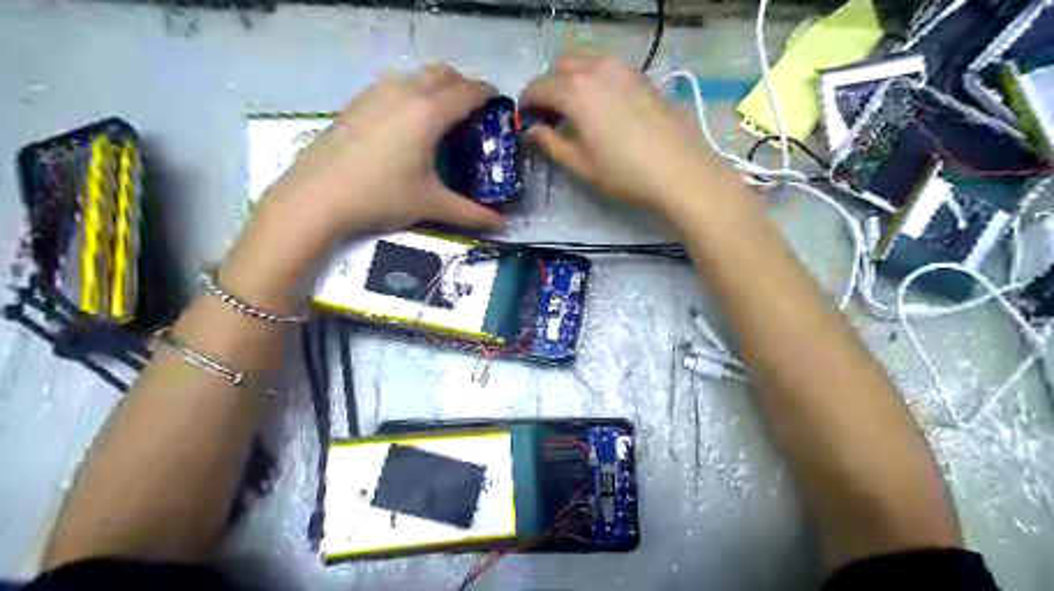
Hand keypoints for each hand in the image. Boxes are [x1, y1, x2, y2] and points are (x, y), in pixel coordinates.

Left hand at [263, 62, 505, 238]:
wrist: (317, 196)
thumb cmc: (381, 196)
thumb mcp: (430, 205)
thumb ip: (470, 214)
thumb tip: (500, 225)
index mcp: (428, 113)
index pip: (467, 92)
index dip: (486, 94)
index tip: (498, 103)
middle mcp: (404, 93)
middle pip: (442, 73)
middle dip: (462, 84)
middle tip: (472, 110)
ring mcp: (376, 93)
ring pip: (415, 75)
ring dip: (435, 85)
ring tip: (441, 114)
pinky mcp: (356, 102)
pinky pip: (393, 85)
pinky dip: (410, 92)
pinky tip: (405, 121)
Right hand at [521, 54, 733, 214]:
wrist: (681, 171)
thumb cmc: (625, 173)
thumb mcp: (581, 164)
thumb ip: (552, 143)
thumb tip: (532, 131)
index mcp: (576, 91)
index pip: (539, 86)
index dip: (528, 103)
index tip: (527, 120)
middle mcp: (598, 69)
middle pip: (561, 66)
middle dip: (549, 86)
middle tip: (550, 115)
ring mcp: (624, 69)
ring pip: (586, 62)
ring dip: (572, 80)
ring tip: (576, 111)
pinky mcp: (643, 76)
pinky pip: (608, 69)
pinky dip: (595, 80)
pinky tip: (602, 107)